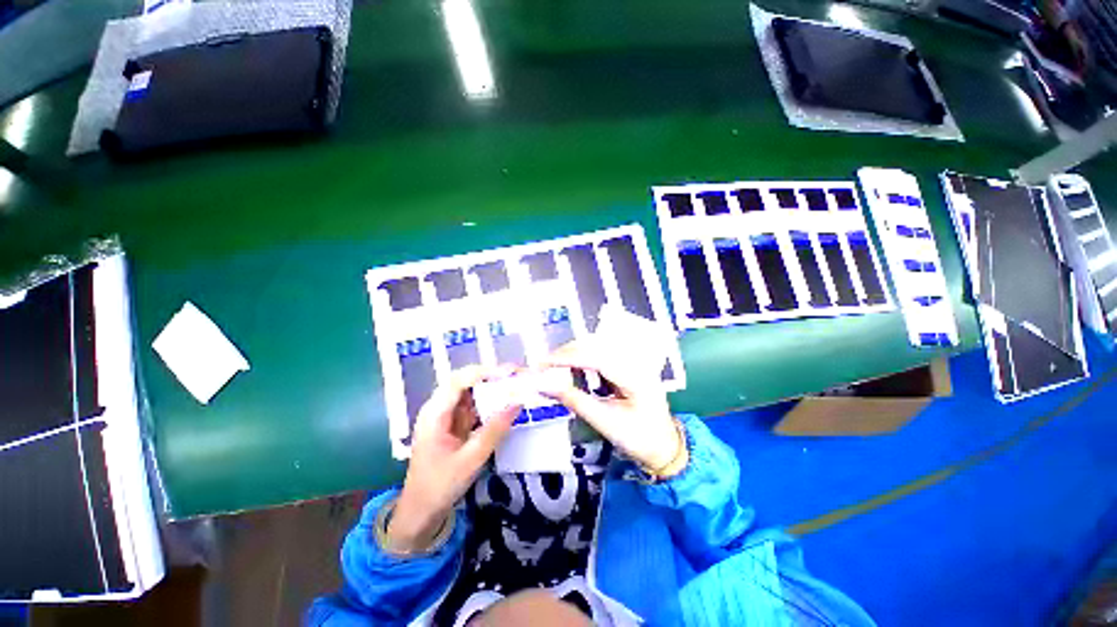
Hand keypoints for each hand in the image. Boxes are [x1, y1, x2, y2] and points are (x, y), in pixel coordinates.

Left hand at [388, 365, 520, 552]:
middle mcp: (438, 408)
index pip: (459, 380)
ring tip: (515, 385)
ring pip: (470, 392)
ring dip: (492, 387)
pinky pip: (473, 406)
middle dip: (491, 376)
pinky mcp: (453, 424)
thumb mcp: (471, 460)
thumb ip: (494, 430)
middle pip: (465, 381)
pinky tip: (504, 404)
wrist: (420, 513)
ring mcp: (446, 416)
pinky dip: (489, 402)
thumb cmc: (440, 487)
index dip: (485, 372)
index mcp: (434, 413)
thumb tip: (517, 403)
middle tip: (516, 376)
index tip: (509, 373)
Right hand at [536, 341, 682, 472]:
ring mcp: (632, 363)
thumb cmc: (638, 438)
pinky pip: (601, 358)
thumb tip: (545, 385)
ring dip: (574, 356)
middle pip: (596, 348)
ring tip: (554, 368)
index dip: (567, 357)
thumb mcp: (604, 422)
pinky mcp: (627, 368)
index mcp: (635, 376)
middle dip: (568, 354)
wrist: (663, 447)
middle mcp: (635, 362)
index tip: (543, 363)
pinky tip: (572, 371)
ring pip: (597, 350)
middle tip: (544, 366)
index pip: (596, 357)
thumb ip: (574, 400)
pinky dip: (583, 363)